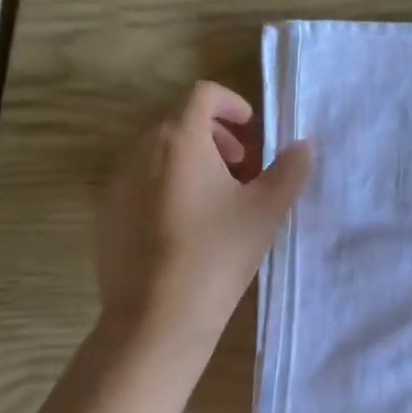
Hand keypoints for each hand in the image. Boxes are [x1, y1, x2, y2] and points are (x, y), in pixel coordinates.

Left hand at [97, 82, 312, 357]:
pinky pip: (141, 180)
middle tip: (243, 168)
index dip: (232, 104)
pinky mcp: (107, 213)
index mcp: (179, 140)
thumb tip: (304, 146)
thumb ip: (289, 171)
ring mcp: (118, 182)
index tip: (253, 132)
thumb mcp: (265, 211)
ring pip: (159, 151)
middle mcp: (141, 151)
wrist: (156, 318)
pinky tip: (187, 225)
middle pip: (179, 121)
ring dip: (192, 159)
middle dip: (216, 136)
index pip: (202, 94)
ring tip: (218, 198)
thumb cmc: (217, 254)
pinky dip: (167, 183)